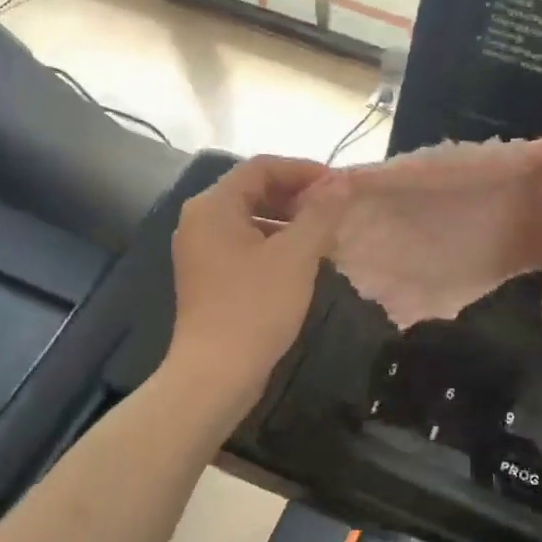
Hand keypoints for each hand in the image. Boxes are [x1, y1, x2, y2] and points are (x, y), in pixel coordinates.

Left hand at [164, 156, 347, 412]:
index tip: (338, 185)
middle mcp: (200, 221)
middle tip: (335, 209)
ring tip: (325, 235)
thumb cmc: (256, 307)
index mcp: (213, 206)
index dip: (303, 170)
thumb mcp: (296, 256)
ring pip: (251, 220)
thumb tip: (341, 182)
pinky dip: (275, 244)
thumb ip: (320, 213)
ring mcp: (201, 251)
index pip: (261, 168)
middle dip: (296, 196)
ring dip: (289, 221)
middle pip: (253, 191)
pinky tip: (303, 262)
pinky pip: (245, 245)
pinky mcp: (209, 277)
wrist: (216, 373)